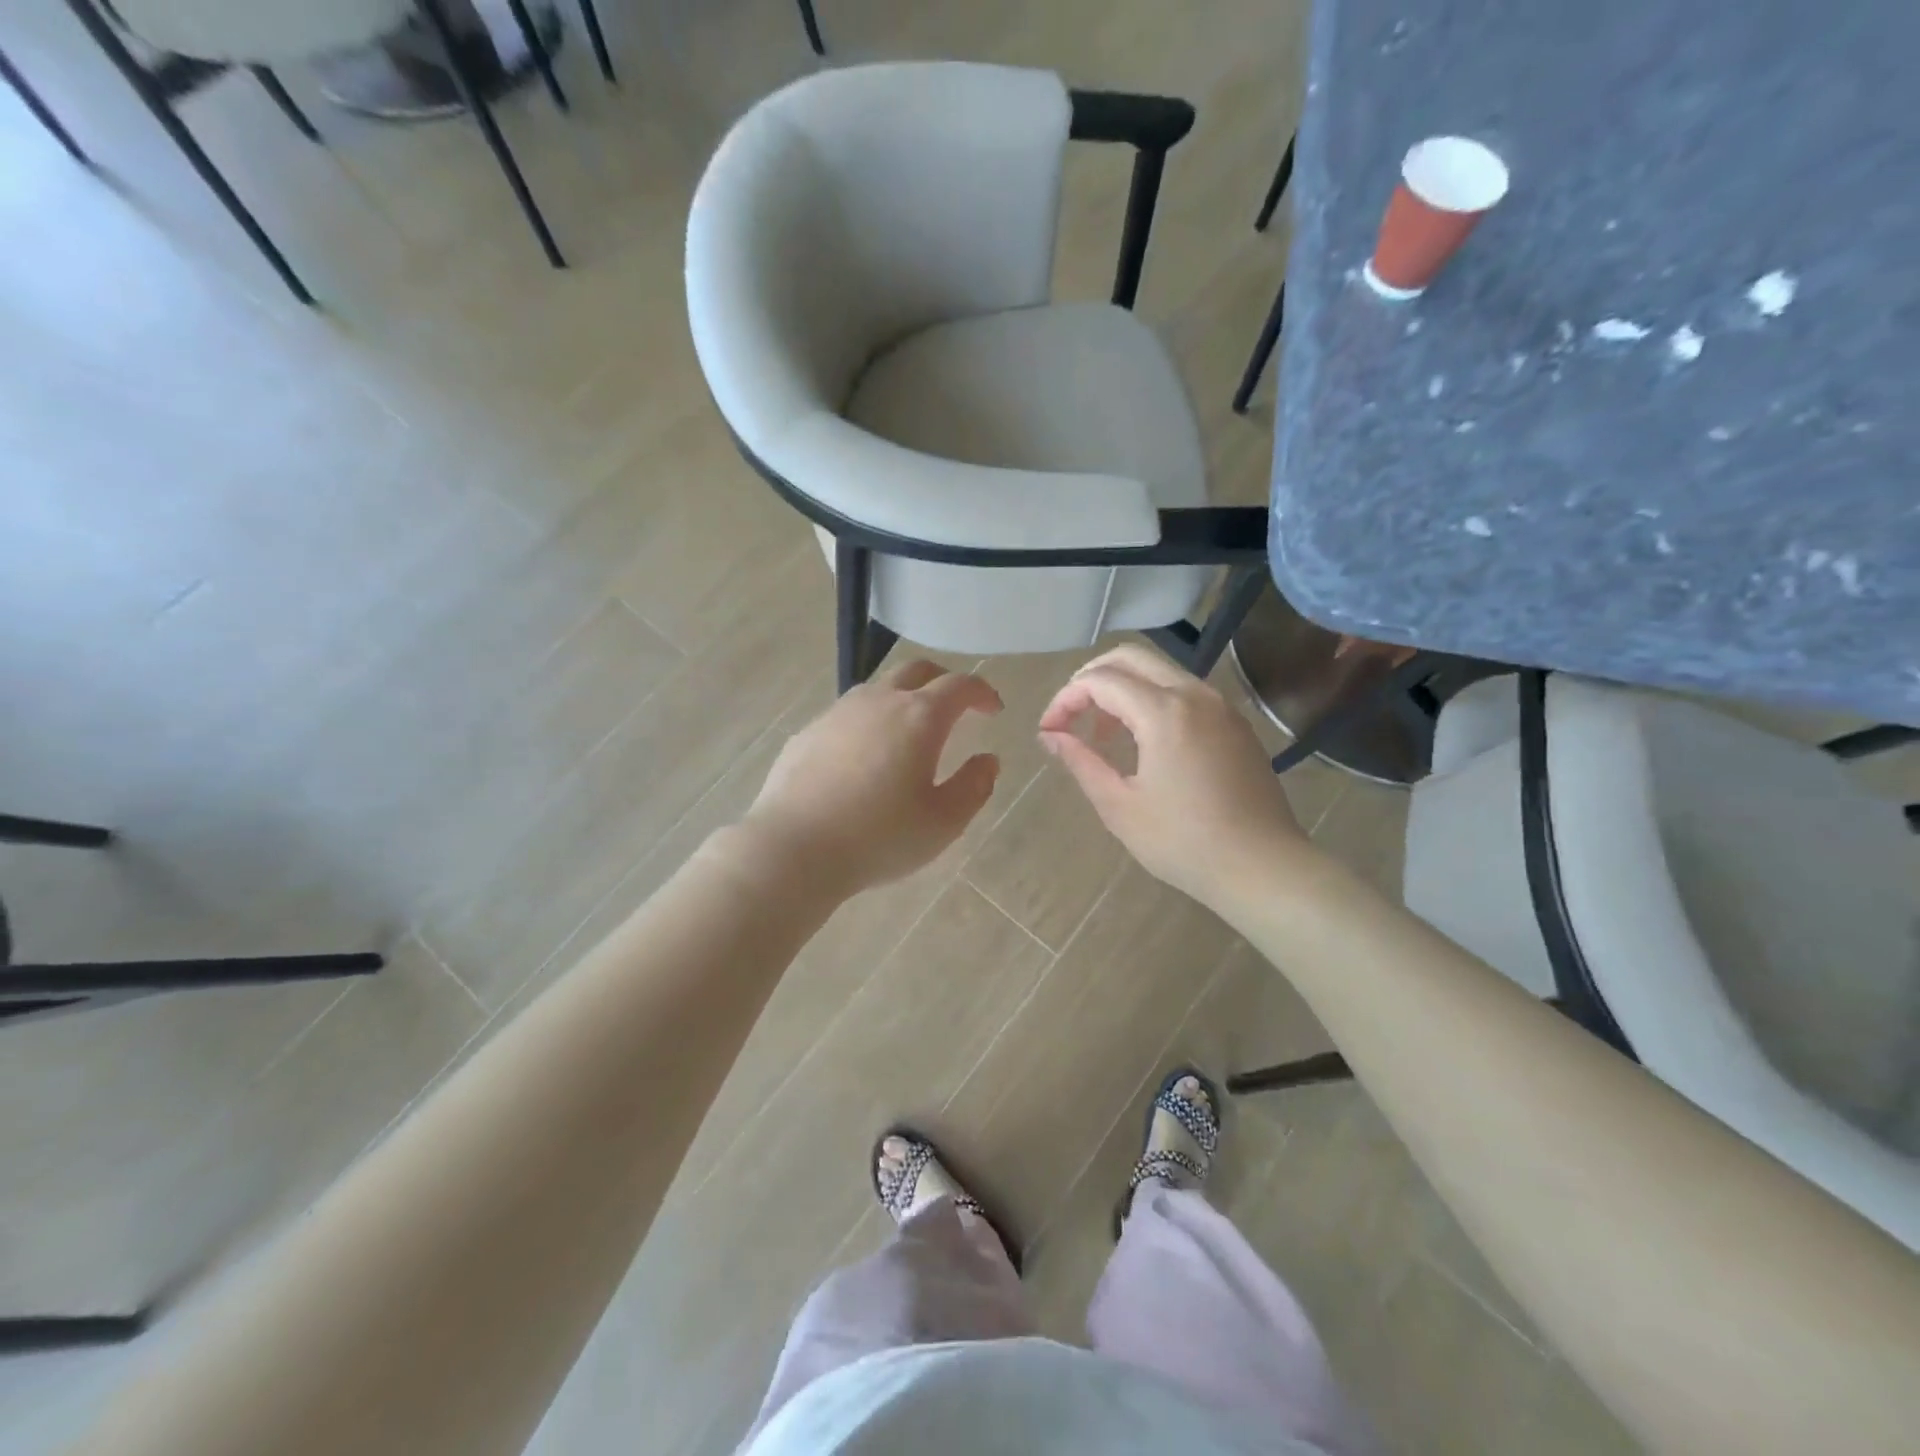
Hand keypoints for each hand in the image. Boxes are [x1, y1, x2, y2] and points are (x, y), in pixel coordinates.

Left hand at [742, 660, 1001, 897]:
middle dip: (943, 681)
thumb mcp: (943, 823)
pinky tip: (864, 757)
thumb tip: (987, 760)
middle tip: (956, 705)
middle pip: (917, 670)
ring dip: (902, 698)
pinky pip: (847, 714)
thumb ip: (974, 787)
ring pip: (878, 688)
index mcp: (919, 717)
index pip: (960, 685)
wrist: (794, 848)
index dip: (982, 692)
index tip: (993, 709)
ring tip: (909, 732)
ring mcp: (838, 713)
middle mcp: (879, 701)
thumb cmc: (879, 837)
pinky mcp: (808, 732)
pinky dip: (868, 722)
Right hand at [1038, 643, 1307, 906]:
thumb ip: (1081, 761)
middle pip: (1131, 657)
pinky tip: (1145, 742)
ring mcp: (1221, 706)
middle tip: (1071, 715)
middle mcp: (1194, 694)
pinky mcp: (1235, 723)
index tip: (1049, 731)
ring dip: (1123, 688)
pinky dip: (1153, 700)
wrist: (1262, 866)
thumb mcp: (1119, 806)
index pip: (1099, 680)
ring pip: (1161, 671)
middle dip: (1091, 678)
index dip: (1065, 699)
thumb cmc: (1183, 842)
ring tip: (1104, 734)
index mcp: (1163, 712)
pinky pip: (1185, 691)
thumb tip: (1050, 735)